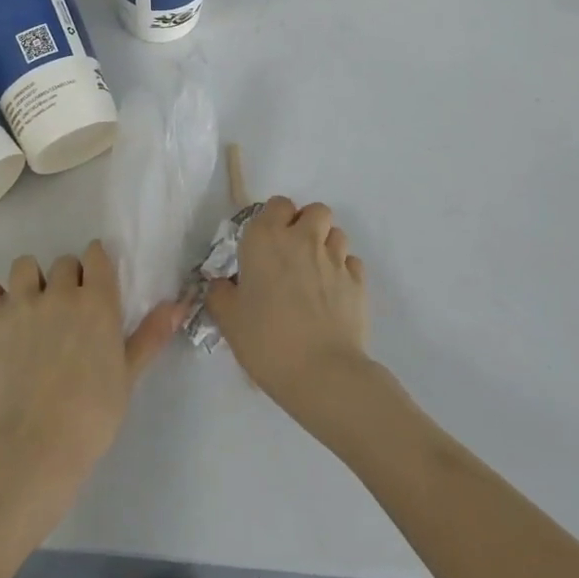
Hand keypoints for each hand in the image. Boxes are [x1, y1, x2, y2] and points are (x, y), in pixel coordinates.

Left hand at [0, 241, 181, 501]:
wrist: (34, 449)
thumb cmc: (91, 417)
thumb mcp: (127, 376)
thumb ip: (150, 335)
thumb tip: (178, 304)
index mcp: (97, 301)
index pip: (96, 254)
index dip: (96, 266)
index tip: (94, 287)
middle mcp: (59, 291)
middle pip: (63, 262)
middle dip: (66, 280)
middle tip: (66, 314)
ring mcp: (21, 303)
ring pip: (24, 266)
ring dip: (29, 282)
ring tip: (31, 311)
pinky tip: (0, 319)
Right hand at [205, 197, 369, 427]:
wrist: (321, 373)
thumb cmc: (266, 340)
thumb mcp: (228, 319)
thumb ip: (220, 293)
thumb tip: (222, 283)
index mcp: (266, 239)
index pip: (277, 204)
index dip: (274, 219)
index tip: (267, 243)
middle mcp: (302, 239)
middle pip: (315, 210)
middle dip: (307, 224)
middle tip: (294, 253)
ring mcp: (334, 258)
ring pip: (336, 233)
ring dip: (326, 245)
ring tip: (316, 273)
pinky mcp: (358, 281)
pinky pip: (352, 262)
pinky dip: (344, 271)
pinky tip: (334, 293)